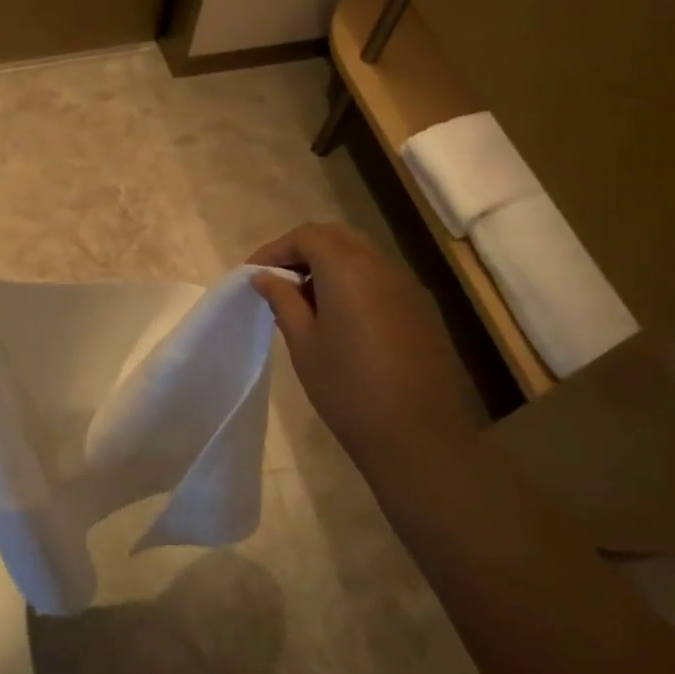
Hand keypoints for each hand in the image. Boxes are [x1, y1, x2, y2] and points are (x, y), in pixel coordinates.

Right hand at [250, 222, 476, 458]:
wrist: (418, 437)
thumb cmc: (347, 388)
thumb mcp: (303, 342)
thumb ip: (283, 300)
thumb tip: (265, 277)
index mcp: (348, 270)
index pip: (307, 236)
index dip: (275, 249)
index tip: (254, 275)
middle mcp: (381, 267)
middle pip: (337, 236)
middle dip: (302, 250)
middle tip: (277, 280)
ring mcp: (407, 287)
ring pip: (361, 254)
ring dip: (328, 264)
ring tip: (303, 299)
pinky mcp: (420, 309)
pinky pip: (379, 277)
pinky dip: (352, 280)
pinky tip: (338, 316)